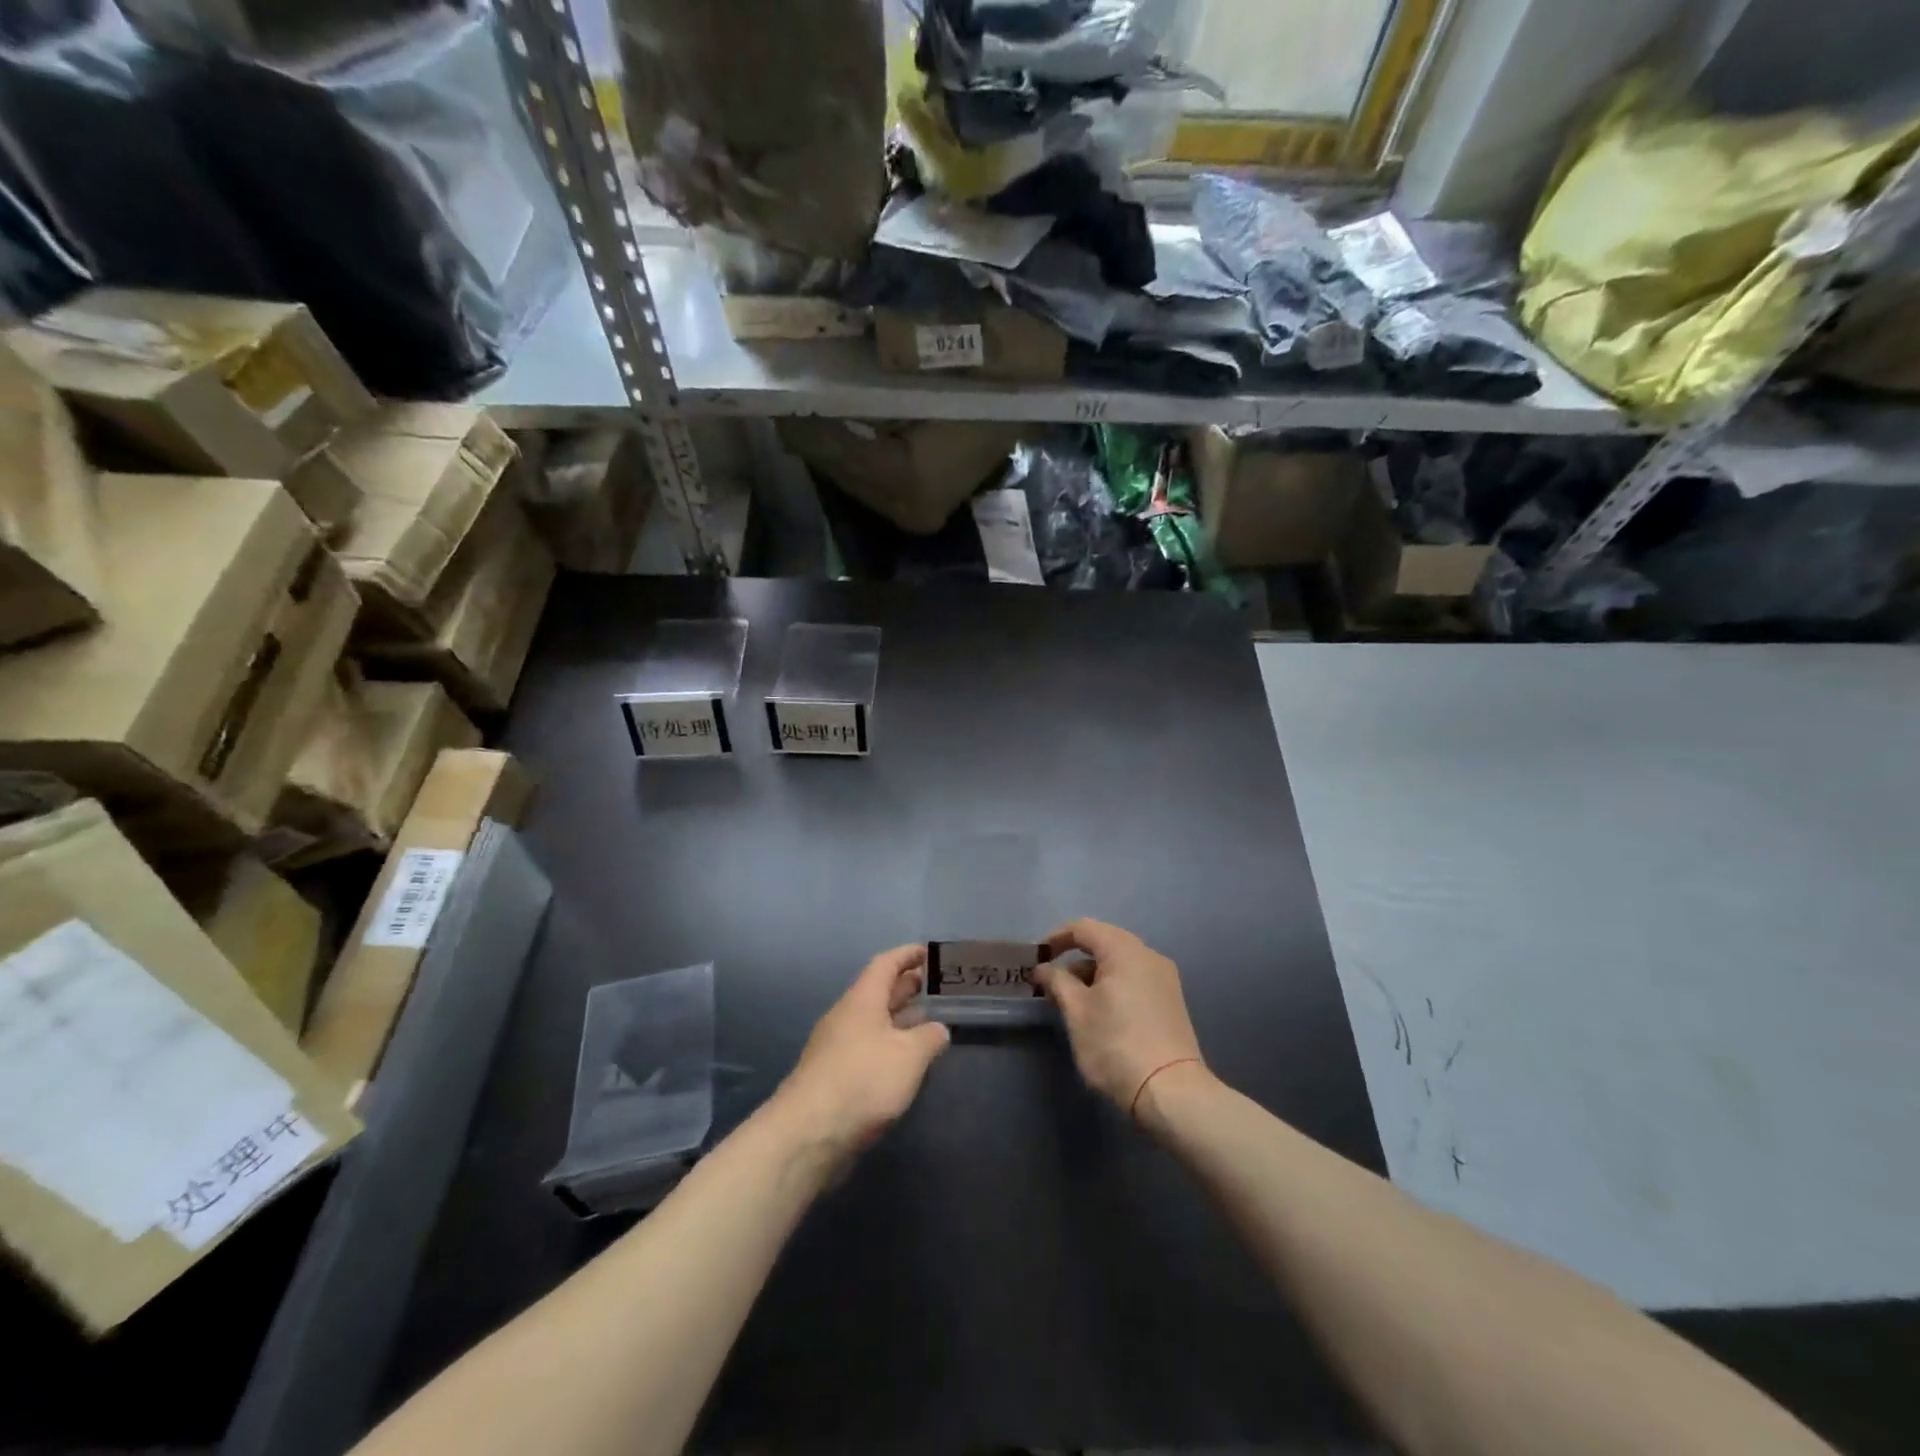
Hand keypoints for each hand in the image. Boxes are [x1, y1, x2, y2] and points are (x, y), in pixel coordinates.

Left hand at [773, 945, 950, 1159]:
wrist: (809, 1133)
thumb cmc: (863, 1080)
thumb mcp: (909, 1056)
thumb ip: (929, 1037)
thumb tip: (938, 1029)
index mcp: (862, 999)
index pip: (885, 964)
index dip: (907, 955)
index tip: (929, 952)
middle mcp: (846, 1016)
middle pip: (878, 992)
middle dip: (906, 986)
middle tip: (936, 986)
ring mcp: (836, 1047)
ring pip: (873, 1022)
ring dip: (899, 1019)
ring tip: (928, 1021)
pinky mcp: (833, 1077)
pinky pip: (866, 1048)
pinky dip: (888, 1046)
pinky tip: (905, 1062)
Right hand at [1032, 919, 1204, 1115]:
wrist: (1170, 1092)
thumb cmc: (1115, 1044)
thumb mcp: (1077, 1011)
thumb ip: (1057, 982)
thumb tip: (1043, 968)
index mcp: (1125, 950)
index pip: (1083, 928)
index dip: (1056, 938)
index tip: (1036, 960)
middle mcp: (1148, 955)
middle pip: (1103, 942)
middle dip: (1073, 958)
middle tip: (1050, 982)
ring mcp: (1164, 978)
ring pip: (1119, 963)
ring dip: (1092, 974)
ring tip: (1071, 1001)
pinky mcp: (1170, 1001)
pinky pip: (1134, 979)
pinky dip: (1112, 985)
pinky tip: (1099, 1011)